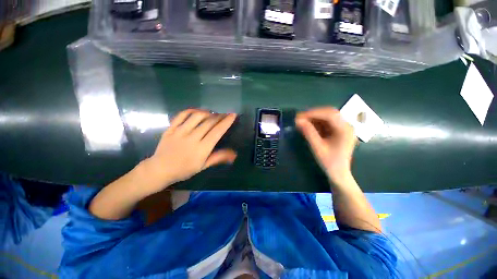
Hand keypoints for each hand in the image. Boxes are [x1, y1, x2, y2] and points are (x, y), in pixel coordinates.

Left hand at [143, 109, 236, 191]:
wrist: (160, 169)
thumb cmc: (184, 169)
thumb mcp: (203, 166)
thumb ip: (219, 157)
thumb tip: (234, 154)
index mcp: (202, 149)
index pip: (217, 131)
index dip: (226, 122)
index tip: (233, 115)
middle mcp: (192, 138)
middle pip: (209, 122)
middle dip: (220, 116)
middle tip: (225, 115)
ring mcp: (180, 132)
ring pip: (197, 116)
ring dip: (207, 112)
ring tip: (212, 114)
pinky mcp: (171, 128)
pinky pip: (182, 115)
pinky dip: (191, 110)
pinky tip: (197, 112)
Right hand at [295, 107, 356, 185]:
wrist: (338, 173)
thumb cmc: (329, 162)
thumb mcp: (317, 147)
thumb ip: (309, 133)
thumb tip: (298, 121)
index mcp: (345, 130)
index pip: (330, 114)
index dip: (314, 113)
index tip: (300, 116)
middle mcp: (347, 126)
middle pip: (330, 113)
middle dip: (314, 114)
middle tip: (300, 118)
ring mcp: (343, 128)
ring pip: (328, 117)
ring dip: (314, 118)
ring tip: (302, 121)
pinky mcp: (338, 131)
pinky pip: (327, 123)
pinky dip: (317, 123)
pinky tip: (309, 126)